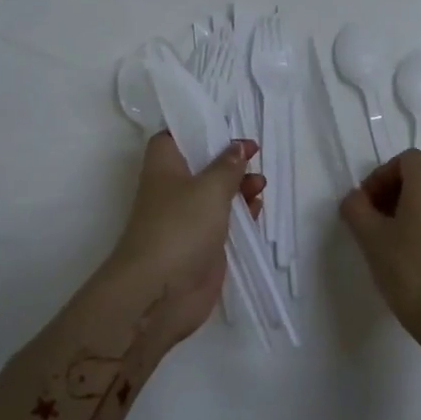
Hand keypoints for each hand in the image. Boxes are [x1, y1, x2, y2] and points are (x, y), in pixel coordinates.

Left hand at [105, 132, 263, 345]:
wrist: (159, 292)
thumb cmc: (180, 227)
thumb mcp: (209, 188)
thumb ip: (227, 166)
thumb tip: (237, 147)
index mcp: (164, 167)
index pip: (173, 137)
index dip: (197, 128)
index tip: (225, 127)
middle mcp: (173, 190)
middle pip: (201, 165)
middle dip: (228, 159)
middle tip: (253, 157)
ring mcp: (188, 219)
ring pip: (216, 193)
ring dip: (240, 186)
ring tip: (260, 184)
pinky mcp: (202, 245)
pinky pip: (225, 221)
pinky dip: (242, 213)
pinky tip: (258, 208)